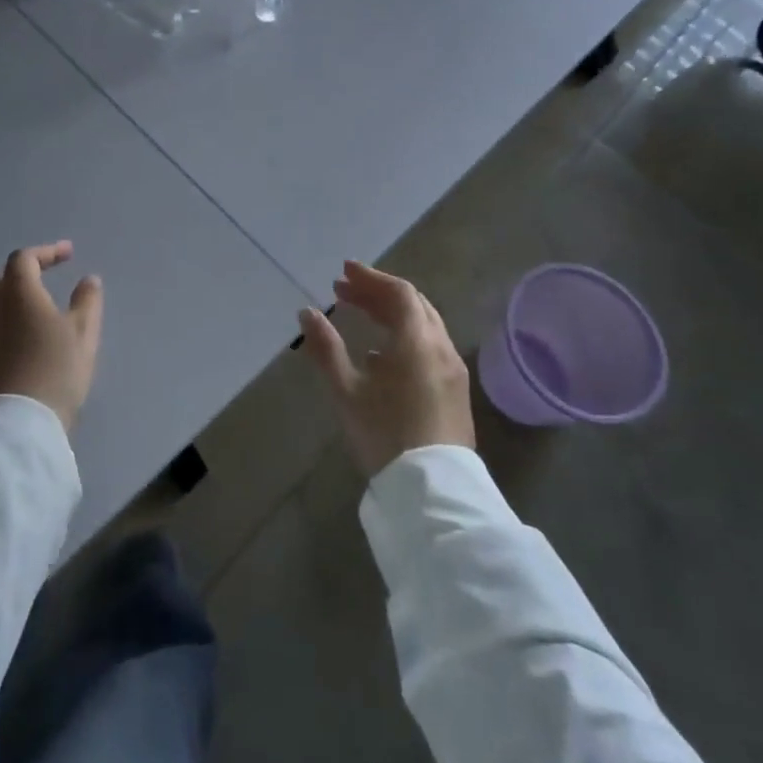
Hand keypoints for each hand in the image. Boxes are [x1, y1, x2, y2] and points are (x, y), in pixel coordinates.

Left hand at [0, 241, 103, 432]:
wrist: (20, 426)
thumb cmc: (56, 371)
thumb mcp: (84, 334)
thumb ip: (87, 302)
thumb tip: (88, 280)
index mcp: (20, 297)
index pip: (23, 259)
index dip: (46, 252)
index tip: (69, 254)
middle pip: (5, 278)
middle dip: (28, 270)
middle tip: (51, 273)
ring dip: (19, 294)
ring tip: (43, 303)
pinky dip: (13, 317)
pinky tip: (32, 334)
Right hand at [299, 261, 474, 476]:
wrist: (432, 491)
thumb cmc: (385, 434)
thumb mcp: (346, 391)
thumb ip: (326, 347)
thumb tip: (307, 312)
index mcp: (417, 341)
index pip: (398, 293)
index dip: (370, 278)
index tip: (343, 272)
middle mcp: (441, 347)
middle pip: (413, 305)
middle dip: (379, 292)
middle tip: (345, 290)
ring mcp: (453, 370)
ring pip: (425, 325)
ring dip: (393, 313)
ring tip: (361, 315)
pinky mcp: (455, 391)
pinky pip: (430, 346)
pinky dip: (405, 335)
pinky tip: (382, 353)